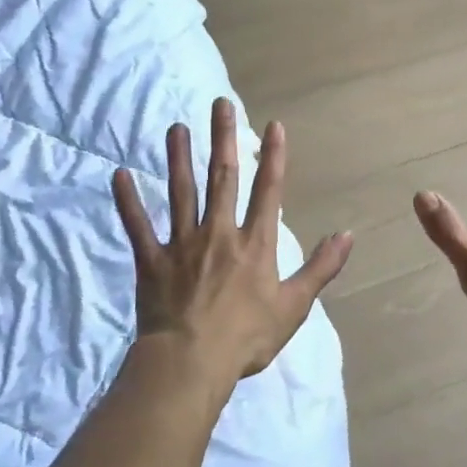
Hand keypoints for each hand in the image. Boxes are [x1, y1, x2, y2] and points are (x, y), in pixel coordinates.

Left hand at [112, 97, 352, 390]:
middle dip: (223, 139)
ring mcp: (182, 244)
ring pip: (180, 192)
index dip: (273, 157)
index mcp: (254, 244)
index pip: (267, 191)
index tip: (274, 126)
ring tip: (176, 128)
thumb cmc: (247, 337)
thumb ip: (321, 267)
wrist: (191, 362)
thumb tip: (347, 235)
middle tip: (220, 104)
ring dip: (178, 158)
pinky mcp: (152, 261)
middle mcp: (219, 233)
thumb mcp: (294, 305)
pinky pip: (138, 226)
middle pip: (222, 178)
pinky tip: (119, 175)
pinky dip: (128, 201)